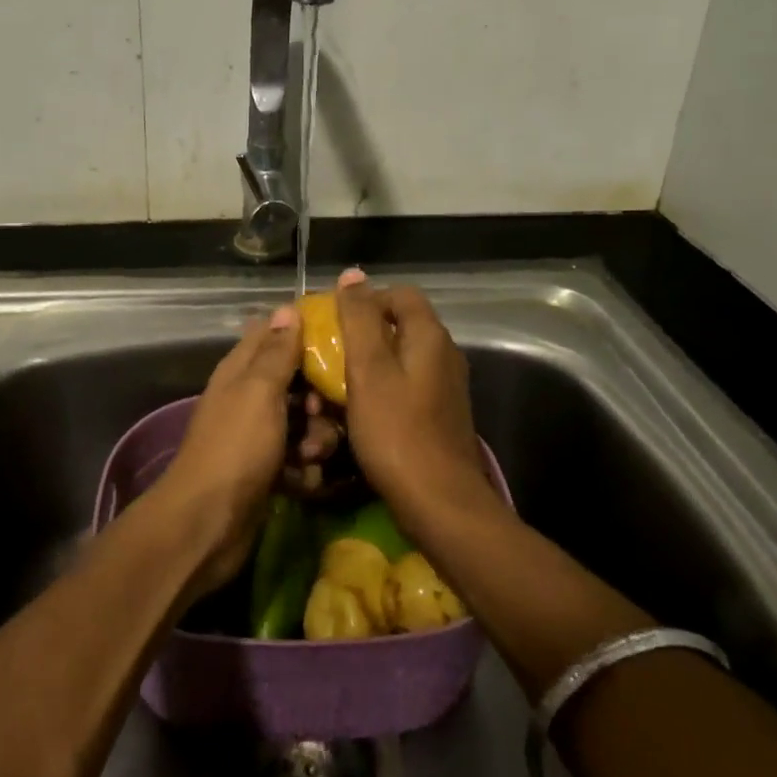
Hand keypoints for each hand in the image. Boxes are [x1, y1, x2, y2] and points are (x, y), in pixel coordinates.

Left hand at [153, 306, 308, 594]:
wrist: (208, 523)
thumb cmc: (237, 448)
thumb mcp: (259, 392)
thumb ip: (276, 352)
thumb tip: (288, 307)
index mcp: (241, 370)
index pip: (274, 333)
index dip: (305, 332)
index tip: (341, 339)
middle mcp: (247, 397)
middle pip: (296, 382)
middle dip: (317, 397)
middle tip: (320, 413)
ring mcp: (256, 436)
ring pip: (302, 422)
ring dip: (316, 438)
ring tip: (311, 456)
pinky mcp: (266, 471)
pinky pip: (298, 459)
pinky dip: (304, 469)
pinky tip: (304, 481)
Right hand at [335, 270, 499, 527]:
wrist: (439, 502)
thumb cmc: (396, 431)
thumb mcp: (368, 370)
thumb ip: (359, 319)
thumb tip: (352, 274)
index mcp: (429, 336)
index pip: (399, 294)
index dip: (365, 301)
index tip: (334, 324)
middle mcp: (445, 354)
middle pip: (400, 326)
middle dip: (362, 336)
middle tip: (330, 356)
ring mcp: (446, 386)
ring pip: (401, 359)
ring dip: (370, 367)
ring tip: (338, 387)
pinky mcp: (441, 414)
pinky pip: (407, 387)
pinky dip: (383, 391)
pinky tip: (361, 413)